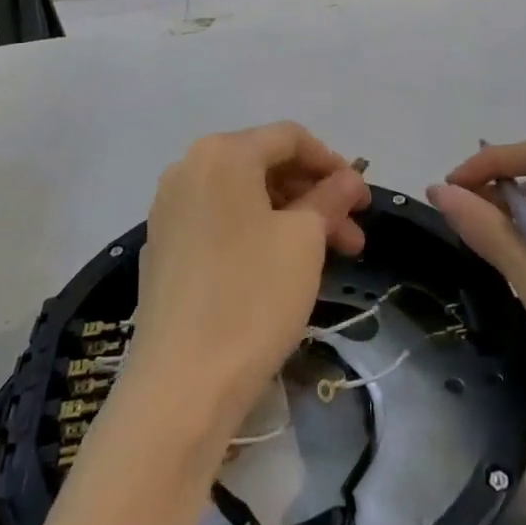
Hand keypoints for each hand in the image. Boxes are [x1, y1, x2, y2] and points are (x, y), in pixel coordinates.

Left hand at [125, 122, 369, 438]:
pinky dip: (256, 232)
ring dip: (290, 217)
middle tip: (352, 236)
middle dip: (314, 195)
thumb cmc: (251, 297)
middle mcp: (189, 167)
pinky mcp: (163, 246)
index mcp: (222, 153)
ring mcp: (170, 208)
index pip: (289, 137)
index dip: (333, 162)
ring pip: (244, 196)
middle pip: (265, 165)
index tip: (362, 200)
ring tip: (328, 258)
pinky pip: (220, 221)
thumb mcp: (303, 241)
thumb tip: (349, 179)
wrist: (179, 386)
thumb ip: (329, 198)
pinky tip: (282, 268)